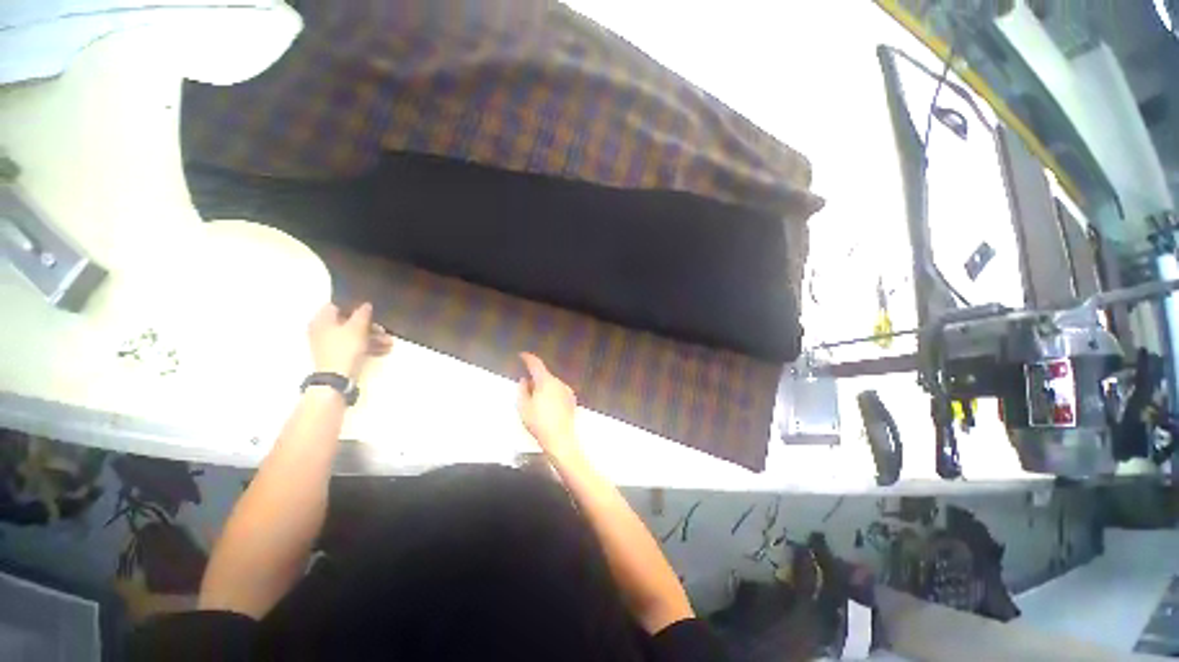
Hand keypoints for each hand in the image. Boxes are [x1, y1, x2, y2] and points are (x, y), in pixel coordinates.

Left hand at [307, 302, 392, 379]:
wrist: (337, 378)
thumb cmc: (345, 348)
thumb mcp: (357, 328)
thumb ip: (362, 314)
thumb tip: (366, 304)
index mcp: (322, 320)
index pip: (337, 306)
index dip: (354, 306)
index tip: (371, 310)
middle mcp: (323, 330)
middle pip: (349, 322)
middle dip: (370, 326)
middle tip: (385, 330)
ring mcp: (330, 344)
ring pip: (355, 336)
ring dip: (374, 338)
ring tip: (390, 343)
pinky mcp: (338, 355)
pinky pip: (354, 346)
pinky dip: (368, 347)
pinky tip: (384, 350)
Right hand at [517, 352, 581, 460]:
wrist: (560, 438)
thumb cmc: (539, 423)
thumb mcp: (523, 407)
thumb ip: (522, 390)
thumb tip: (524, 380)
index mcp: (545, 381)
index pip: (536, 364)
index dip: (528, 358)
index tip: (522, 355)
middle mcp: (558, 382)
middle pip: (544, 375)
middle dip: (535, 379)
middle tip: (526, 390)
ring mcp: (567, 391)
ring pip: (552, 384)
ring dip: (544, 388)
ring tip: (536, 404)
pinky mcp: (571, 400)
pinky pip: (558, 392)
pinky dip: (552, 395)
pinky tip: (548, 408)